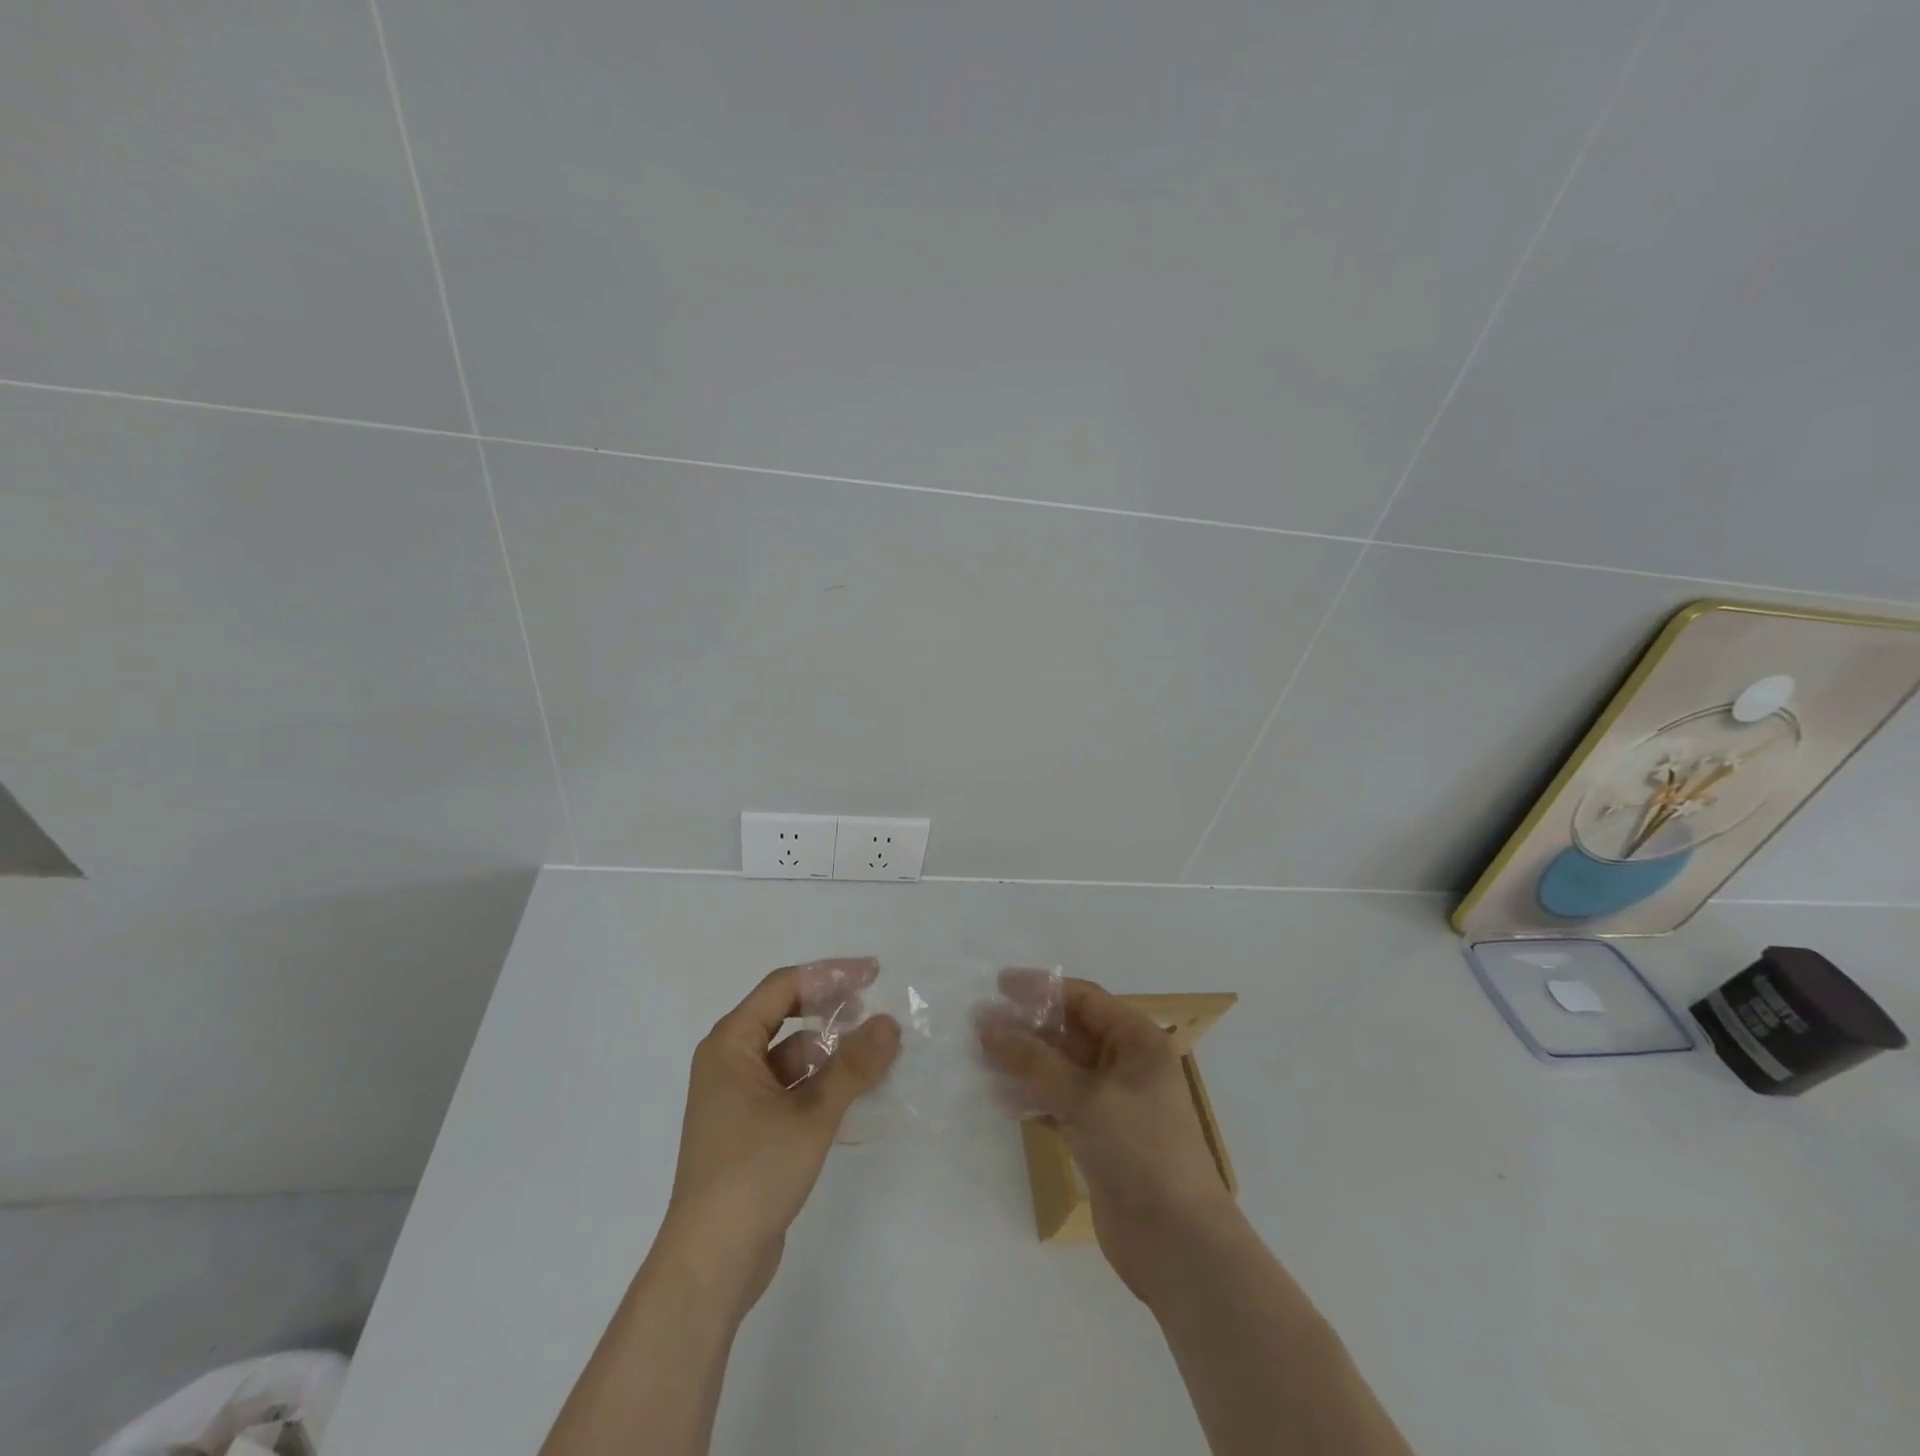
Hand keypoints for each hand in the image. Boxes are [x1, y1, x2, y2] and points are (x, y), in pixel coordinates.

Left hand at [660, 958, 899, 1314]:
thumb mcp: (812, 1114)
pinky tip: (854, 1094)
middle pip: (785, 1015)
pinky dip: (821, 1083)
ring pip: (791, 1055)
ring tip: (874, 1058)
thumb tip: (890, 1023)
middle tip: (875, 1011)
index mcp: (729, 1044)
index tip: (873, 974)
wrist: (710, 1264)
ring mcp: (736, 1098)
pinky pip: (790, 1087)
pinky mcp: (748, 1128)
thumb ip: (853, 1066)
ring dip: (830, 1051)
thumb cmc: (753, 1173)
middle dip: (831, 1010)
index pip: (784, 986)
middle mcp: (728, 1062)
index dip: (830, 975)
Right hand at [978, 974, 1236, 1301]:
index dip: (1041, 989)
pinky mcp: (1100, 1136)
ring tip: (979, 1059)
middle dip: (1026, 1027)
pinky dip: (1032, 1097)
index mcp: (1137, 1041)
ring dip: (1023, 1062)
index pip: (1084, 999)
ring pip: (1061, 1068)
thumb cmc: (1139, 1150)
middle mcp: (1127, 1064)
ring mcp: (1113, 1102)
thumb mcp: (1084, 1097)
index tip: (998, 985)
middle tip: (978, 1025)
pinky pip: (1059, 1102)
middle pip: (1070, 1032)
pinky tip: (1000, 1099)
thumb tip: (986, 1026)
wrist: (1177, 1242)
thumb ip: (1032, 1060)